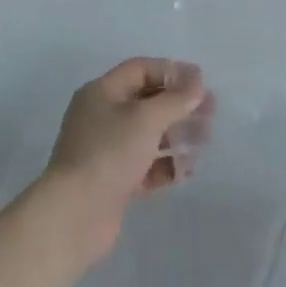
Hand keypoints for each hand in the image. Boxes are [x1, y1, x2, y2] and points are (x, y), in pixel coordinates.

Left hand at [42, 57, 215, 263]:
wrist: (74, 216)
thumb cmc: (109, 154)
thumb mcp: (146, 119)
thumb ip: (176, 99)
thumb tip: (197, 84)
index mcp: (102, 93)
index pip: (141, 70)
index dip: (172, 72)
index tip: (201, 82)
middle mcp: (102, 117)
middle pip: (148, 102)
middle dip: (180, 106)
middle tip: (211, 112)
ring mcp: (107, 150)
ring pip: (150, 135)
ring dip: (178, 135)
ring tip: (204, 142)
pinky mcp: (114, 181)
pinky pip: (147, 165)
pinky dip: (166, 165)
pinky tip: (187, 170)